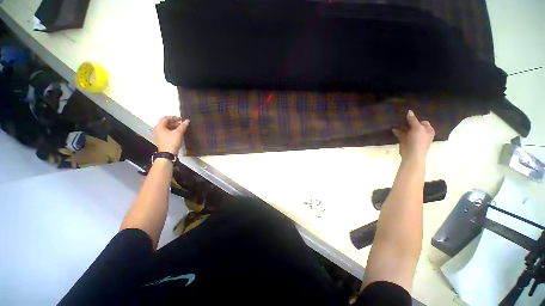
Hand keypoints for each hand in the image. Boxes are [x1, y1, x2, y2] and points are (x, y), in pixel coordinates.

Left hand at [154, 116, 189, 154]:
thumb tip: (187, 120)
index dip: (174, 117)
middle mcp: (158, 129)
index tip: (182, 119)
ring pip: (168, 128)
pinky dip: (174, 131)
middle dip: (175, 122)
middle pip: (166, 123)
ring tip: (183, 128)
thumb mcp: (178, 133)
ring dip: (175, 127)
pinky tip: (180, 133)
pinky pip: (169, 132)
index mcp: (160, 126)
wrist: (167, 154)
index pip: (166, 118)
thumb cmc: (172, 142)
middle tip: (183, 124)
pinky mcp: (164, 139)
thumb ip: (183, 126)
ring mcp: (160, 135)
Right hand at [392, 110, 434, 159]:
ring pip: (407, 129)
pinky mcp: (405, 141)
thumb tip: (409, 111)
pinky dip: (397, 131)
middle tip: (401, 116)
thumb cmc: (418, 140)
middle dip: (408, 122)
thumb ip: (413, 119)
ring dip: (402, 126)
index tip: (409, 115)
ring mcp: (413, 137)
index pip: (423, 122)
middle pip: (414, 125)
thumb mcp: (417, 128)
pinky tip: (393, 128)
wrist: (412, 154)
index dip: (417, 118)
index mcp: (428, 130)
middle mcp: (421, 133)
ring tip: (395, 121)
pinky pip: (401, 134)